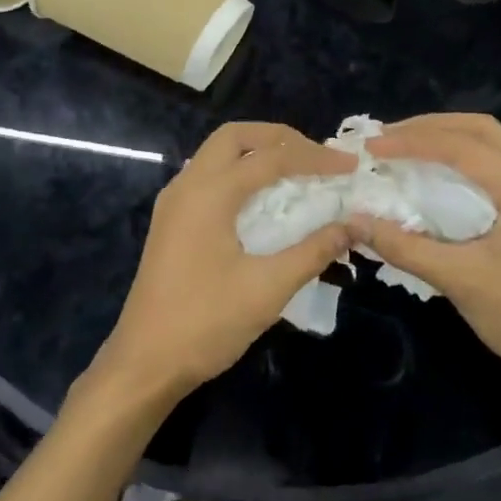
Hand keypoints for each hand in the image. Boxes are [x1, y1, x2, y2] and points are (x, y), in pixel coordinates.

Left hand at [96, 122, 354, 401]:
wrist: (145, 363)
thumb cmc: (206, 323)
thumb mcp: (268, 288)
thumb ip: (314, 250)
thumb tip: (355, 226)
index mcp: (209, 193)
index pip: (270, 157)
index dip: (314, 157)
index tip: (350, 165)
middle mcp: (187, 186)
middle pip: (235, 137)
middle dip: (279, 138)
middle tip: (317, 156)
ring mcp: (174, 203)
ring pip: (217, 154)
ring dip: (257, 153)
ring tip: (297, 171)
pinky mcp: (171, 222)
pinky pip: (209, 178)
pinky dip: (240, 174)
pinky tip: (263, 200)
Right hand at [348, 114, 500, 391]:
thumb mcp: (459, 280)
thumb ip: (404, 245)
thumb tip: (353, 222)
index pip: (464, 146)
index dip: (413, 141)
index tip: (371, 146)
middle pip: (482, 130)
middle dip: (430, 128)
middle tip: (386, 138)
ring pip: (493, 144)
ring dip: (447, 139)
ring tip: (404, 147)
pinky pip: (500, 165)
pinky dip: (464, 160)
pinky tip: (437, 172)